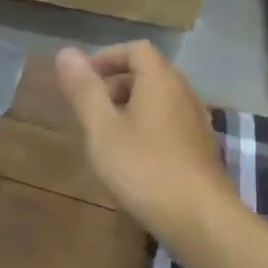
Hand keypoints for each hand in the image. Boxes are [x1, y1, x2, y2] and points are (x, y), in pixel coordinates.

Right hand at [55, 42, 235, 241]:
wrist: (199, 217)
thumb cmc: (144, 168)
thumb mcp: (102, 129)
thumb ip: (84, 90)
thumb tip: (66, 52)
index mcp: (160, 81)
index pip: (136, 49)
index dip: (107, 57)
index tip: (83, 80)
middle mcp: (184, 93)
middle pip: (149, 73)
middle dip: (117, 83)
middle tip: (91, 109)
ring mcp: (197, 121)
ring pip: (160, 100)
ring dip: (132, 107)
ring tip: (108, 135)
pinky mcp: (202, 148)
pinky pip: (170, 122)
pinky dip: (148, 127)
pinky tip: (134, 158)